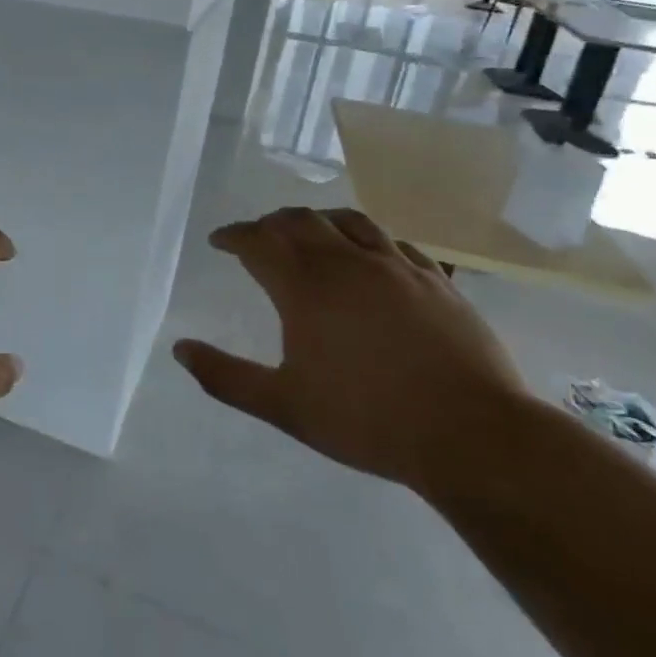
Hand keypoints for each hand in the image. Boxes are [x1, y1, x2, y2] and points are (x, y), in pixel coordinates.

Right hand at [173, 207, 527, 492]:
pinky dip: (366, 238)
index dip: (233, 236)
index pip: (258, 242)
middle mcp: (347, 263)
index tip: (219, 241)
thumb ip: (226, 377)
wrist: (474, 436)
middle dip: (270, 223)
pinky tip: (368, 255)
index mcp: (305, 288)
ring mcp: (397, 268)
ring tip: (308, 233)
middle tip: (257, 237)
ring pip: (348, 220)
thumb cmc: (368, 420)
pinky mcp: (436, 280)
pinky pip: (393, 241)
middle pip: (300, 221)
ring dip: (318, 220)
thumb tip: (180, 349)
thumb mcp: (284, 406)